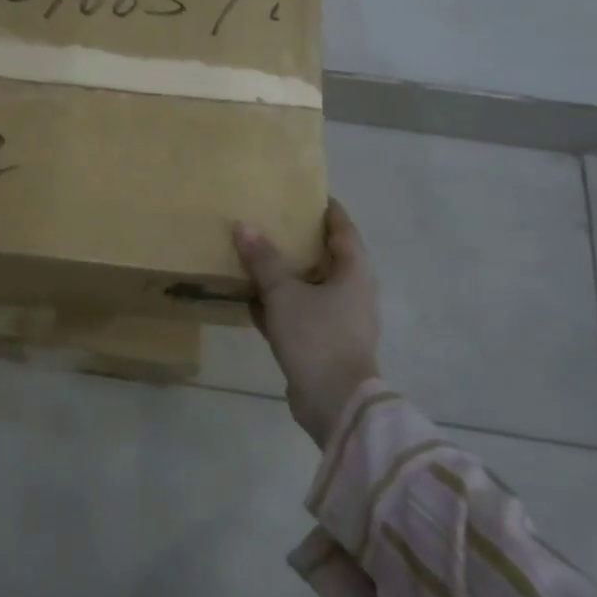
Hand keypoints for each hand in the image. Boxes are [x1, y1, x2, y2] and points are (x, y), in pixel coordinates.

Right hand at [234, 199, 380, 446]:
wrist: (335, 403)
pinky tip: (252, 299)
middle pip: (326, 256)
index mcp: (354, 271)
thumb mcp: (284, 294)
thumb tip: (243, 226)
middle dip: (299, 240)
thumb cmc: (317, 337)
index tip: (303, 193)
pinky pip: (299, 312)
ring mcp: (340, 319)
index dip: (325, 209)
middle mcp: (353, 291)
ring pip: (310, 286)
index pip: (342, 227)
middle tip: (270, 221)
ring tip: (255, 255)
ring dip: (286, 274)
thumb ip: (263, 260)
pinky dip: (280, 304)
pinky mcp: (324, 342)